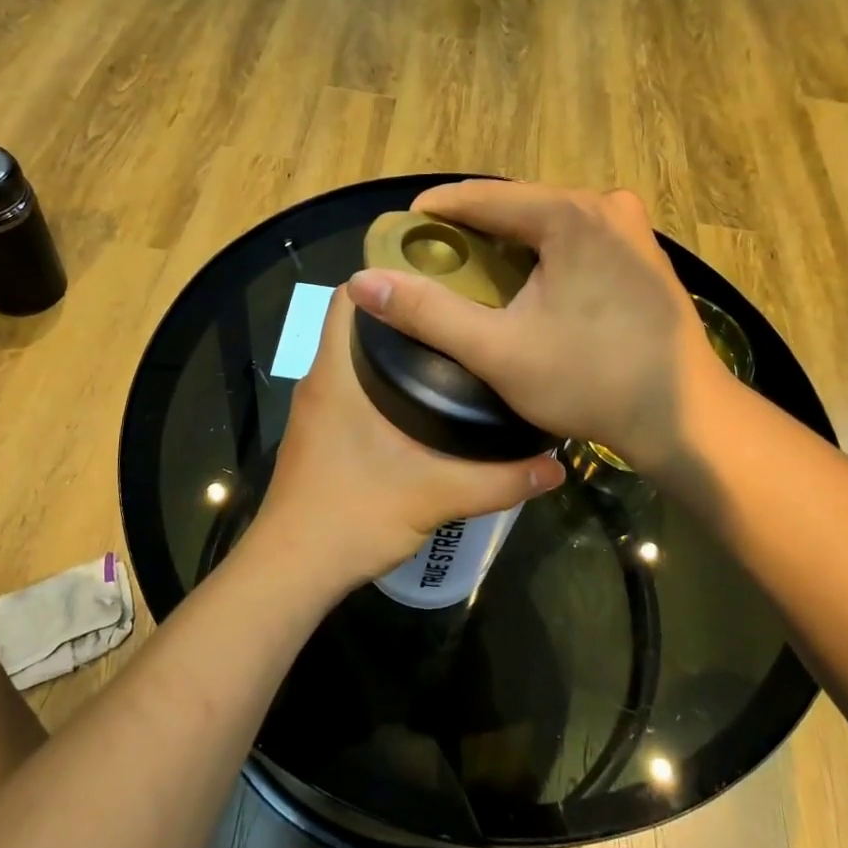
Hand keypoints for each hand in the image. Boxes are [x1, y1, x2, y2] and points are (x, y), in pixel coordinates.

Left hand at [252, 288, 564, 592]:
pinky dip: (381, 382)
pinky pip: (351, 389)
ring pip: (353, 359)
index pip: (348, 297)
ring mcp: (316, 411)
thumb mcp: (435, 495)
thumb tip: (556, 467)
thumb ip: (499, 481)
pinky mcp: (320, 436)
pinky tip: (423, 403)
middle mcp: (319, 382)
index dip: (385, 277)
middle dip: (404, 314)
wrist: (292, 571)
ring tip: (452, 350)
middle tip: (460, 313)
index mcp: (335, 375)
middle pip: (357, 325)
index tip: (437, 277)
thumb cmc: (352, 515)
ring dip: (393, 350)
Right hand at [345, 182, 726, 474]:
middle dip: (473, 226)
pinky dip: (544, 252)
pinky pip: (578, 237)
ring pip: (550, 221)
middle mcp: (606, 206)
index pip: (485, 196)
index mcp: (571, 215)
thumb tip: (362, 281)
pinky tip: (527, 282)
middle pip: (519, 204)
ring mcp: (632, 229)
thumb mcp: (497, 350)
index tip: (404, 229)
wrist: (681, 417)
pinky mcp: (644, 254)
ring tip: (472, 268)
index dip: (439, 210)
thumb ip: (428, 313)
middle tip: (434, 255)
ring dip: (509, 240)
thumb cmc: (589, 381)